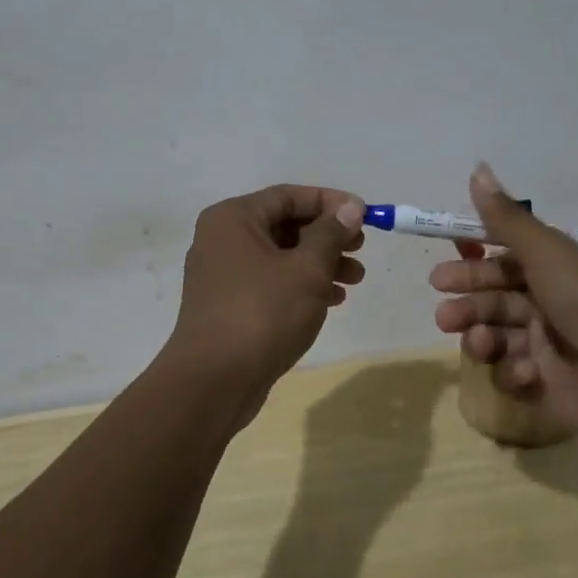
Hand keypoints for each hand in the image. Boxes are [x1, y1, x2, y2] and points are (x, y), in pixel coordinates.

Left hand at [165, 184, 366, 420]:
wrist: (214, 381)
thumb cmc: (262, 313)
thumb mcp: (307, 269)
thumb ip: (330, 234)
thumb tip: (350, 207)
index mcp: (233, 218)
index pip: (288, 196)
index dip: (330, 202)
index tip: (363, 215)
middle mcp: (222, 239)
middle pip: (284, 225)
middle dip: (327, 237)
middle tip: (361, 249)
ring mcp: (222, 274)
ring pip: (280, 256)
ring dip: (319, 263)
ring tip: (355, 279)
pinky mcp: (227, 304)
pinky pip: (270, 282)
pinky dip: (300, 285)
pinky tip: (331, 300)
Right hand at [429, 164, 577, 441]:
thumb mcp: (547, 253)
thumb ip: (506, 218)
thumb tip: (478, 167)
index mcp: (556, 268)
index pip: (506, 255)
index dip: (475, 255)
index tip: (449, 254)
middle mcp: (550, 302)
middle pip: (495, 296)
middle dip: (467, 301)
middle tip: (444, 313)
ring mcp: (548, 345)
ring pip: (496, 334)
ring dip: (481, 336)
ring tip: (480, 343)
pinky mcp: (546, 384)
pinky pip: (512, 372)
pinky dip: (512, 370)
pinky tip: (525, 370)